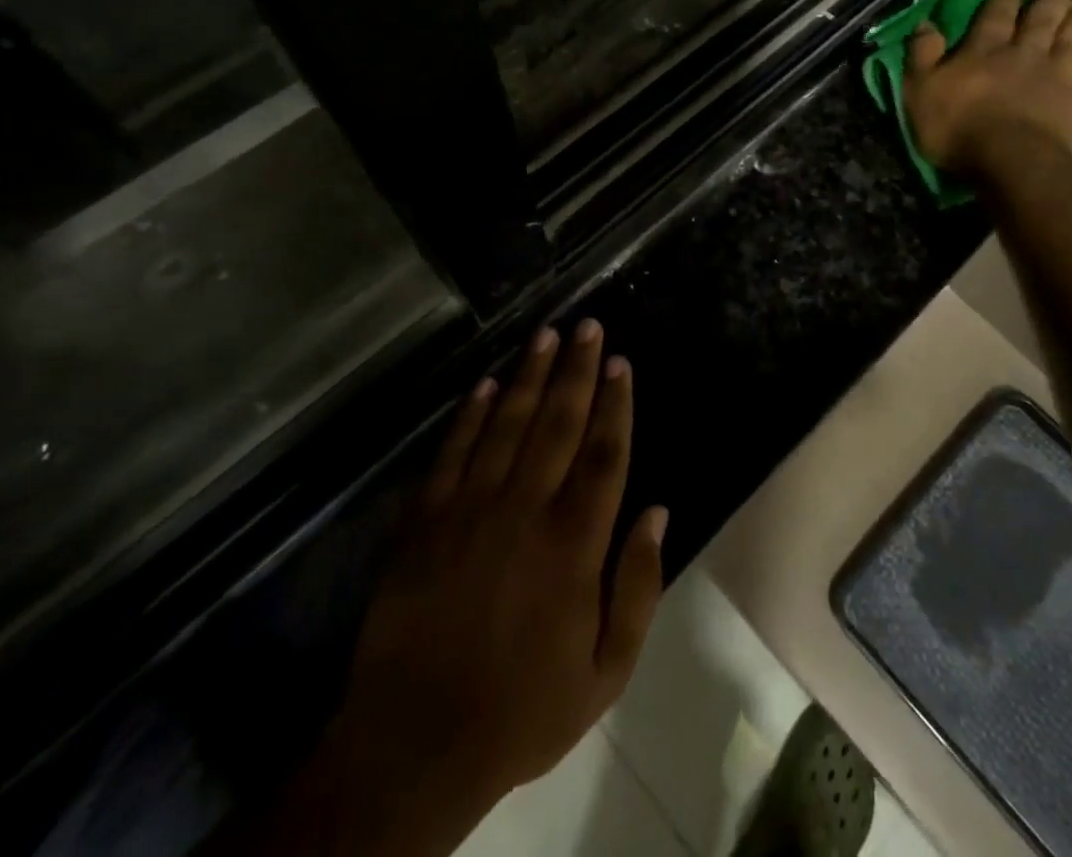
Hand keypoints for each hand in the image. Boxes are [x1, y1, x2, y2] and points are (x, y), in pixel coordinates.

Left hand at [267, 321, 665, 855]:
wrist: (414, 745)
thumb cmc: (522, 710)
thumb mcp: (605, 672)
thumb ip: (638, 587)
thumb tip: (657, 511)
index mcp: (573, 545)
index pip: (602, 455)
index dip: (615, 404)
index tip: (620, 362)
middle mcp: (524, 511)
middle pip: (557, 424)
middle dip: (576, 370)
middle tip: (587, 326)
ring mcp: (469, 510)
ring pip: (507, 425)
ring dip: (529, 376)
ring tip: (546, 335)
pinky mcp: (425, 521)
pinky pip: (452, 454)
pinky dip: (471, 415)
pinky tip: (487, 384)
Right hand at [903, 0, 1071, 172]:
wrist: (1012, 161)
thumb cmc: (957, 127)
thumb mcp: (920, 90)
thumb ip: (922, 55)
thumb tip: (925, 22)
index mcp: (986, 51)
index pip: (996, 16)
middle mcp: (1026, 55)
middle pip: (1040, 22)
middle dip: (1049, 1)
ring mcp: (1060, 79)